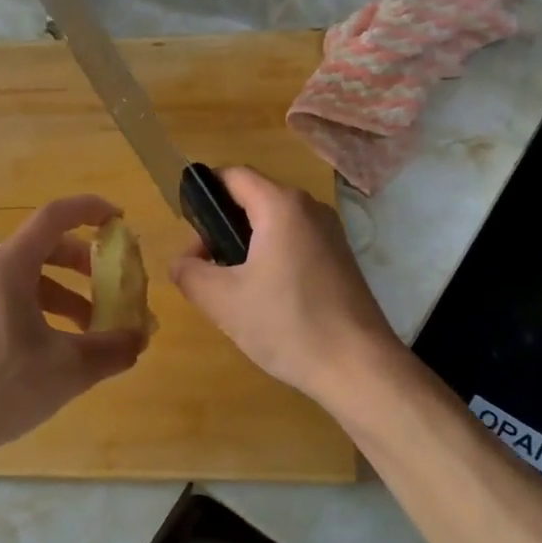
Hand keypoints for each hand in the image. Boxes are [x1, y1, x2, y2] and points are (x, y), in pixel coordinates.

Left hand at [0, 195, 143, 468]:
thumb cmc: (2, 387)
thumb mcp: (69, 369)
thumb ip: (113, 349)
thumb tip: (140, 338)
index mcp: (10, 267)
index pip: (54, 216)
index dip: (90, 210)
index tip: (119, 221)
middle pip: (44, 247)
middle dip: (84, 262)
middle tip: (111, 283)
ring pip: (29, 278)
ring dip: (66, 293)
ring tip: (92, 328)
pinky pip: (11, 299)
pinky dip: (43, 310)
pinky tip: (57, 348)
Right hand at [169, 167, 401, 402]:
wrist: (358, 367)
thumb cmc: (287, 324)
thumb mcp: (222, 301)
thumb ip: (190, 272)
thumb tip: (183, 261)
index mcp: (281, 205)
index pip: (232, 175)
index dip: (203, 195)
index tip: (188, 232)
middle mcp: (310, 208)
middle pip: (253, 198)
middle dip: (222, 227)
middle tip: (206, 268)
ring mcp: (331, 233)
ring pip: (274, 223)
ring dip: (246, 246)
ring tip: (232, 287)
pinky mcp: (341, 259)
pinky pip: (295, 243)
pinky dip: (272, 258)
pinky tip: (266, 299)